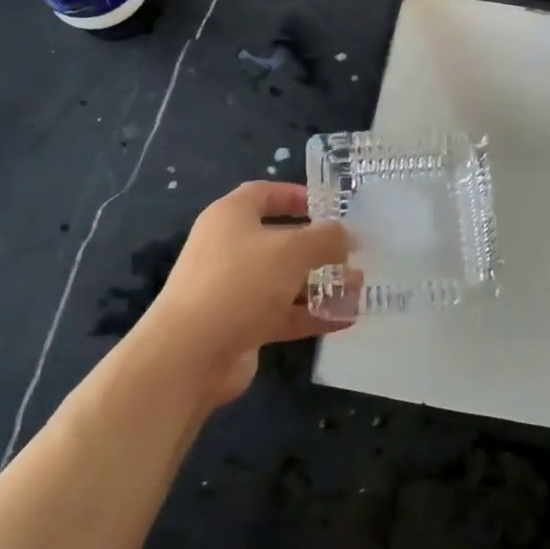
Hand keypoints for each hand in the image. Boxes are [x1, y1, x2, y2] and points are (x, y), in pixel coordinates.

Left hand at [139, 182, 349, 406]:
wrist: (190, 354)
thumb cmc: (241, 282)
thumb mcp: (293, 250)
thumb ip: (327, 238)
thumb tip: (345, 237)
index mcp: (231, 217)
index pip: (264, 194)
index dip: (296, 195)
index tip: (328, 207)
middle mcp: (229, 249)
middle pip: (280, 240)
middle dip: (318, 247)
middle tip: (353, 253)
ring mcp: (233, 290)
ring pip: (284, 280)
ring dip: (321, 283)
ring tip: (358, 288)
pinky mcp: (239, 326)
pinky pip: (282, 314)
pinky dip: (311, 314)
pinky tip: (345, 319)